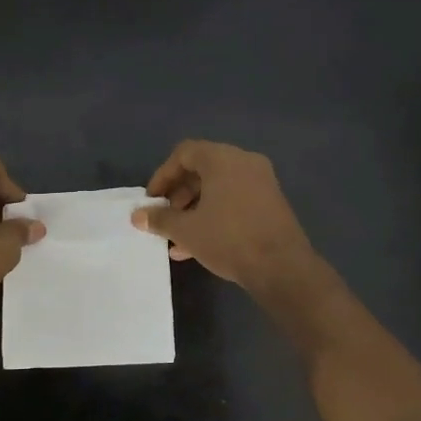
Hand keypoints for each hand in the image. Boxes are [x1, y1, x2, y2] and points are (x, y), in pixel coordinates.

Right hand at [132, 140, 318, 294]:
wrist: (282, 267)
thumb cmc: (229, 239)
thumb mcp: (186, 230)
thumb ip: (159, 218)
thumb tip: (138, 215)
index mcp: (223, 159)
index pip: (184, 153)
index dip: (163, 175)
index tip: (152, 200)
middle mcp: (244, 162)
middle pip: (202, 170)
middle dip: (178, 195)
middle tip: (165, 218)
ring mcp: (262, 182)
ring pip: (218, 188)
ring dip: (194, 209)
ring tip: (177, 238)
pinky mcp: (271, 203)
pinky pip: (235, 200)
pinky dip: (215, 214)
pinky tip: (198, 245)